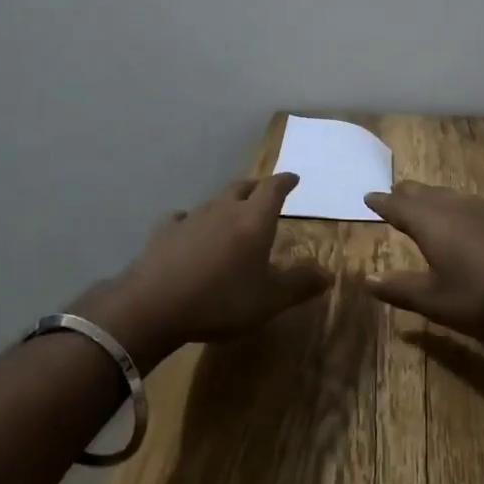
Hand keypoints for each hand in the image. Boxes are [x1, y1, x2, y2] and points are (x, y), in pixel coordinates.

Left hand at [94, 174, 329, 367]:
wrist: (155, 304)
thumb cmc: (221, 300)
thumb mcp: (269, 300)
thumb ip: (299, 285)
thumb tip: (328, 274)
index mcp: (254, 219)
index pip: (273, 189)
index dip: (285, 182)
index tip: (292, 178)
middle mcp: (224, 208)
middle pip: (243, 187)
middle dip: (256, 187)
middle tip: (264, 193)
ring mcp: (191, 217)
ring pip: (214, 200)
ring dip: (226, 203)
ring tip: (231, 213)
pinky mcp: (164, 230)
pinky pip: (183, 217)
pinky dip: (193, 221)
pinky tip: (189, 231)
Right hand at [362, 183, 483, 337]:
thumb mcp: (438, 302)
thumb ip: (401, 290)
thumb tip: (367, 279)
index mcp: (428, 222)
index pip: (397, 206)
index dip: (381, 203)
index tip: (368, 196)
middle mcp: (451, 206)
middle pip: (421, 192)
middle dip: (404, 193)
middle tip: (393, 193)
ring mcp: (480, 208)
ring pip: (445, 194)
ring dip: (429, 196)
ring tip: (422, 200)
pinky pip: (465, 202)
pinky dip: (451, 204)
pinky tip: (462, 217)